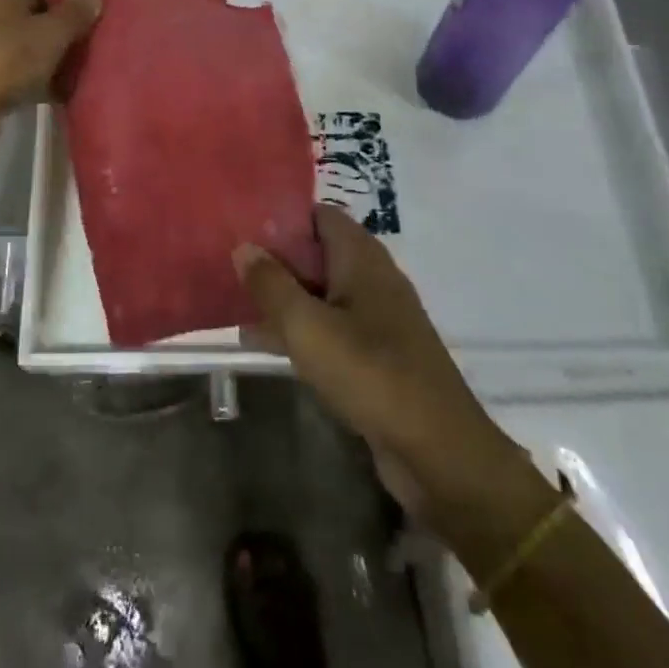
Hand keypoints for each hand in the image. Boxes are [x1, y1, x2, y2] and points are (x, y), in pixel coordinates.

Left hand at [0, 0, 100, 173]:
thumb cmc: (1, 56)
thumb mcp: (48, 33)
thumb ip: (74, 12)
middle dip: (57, 6)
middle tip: (94, 14)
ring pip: (20, 30)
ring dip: (49, 39)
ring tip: (88, 45)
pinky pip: (14, 59)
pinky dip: (36, 66)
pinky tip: (67, 80)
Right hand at [234, 207, 521, 518]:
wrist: (438, 452)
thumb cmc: (370, 374)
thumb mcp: (308, 327)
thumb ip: (272, 285)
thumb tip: (243, 246)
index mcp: (362, 259)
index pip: (320, 215)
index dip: (283, 216)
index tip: (243, 224)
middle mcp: (373, 279)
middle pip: (318, 252)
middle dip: (276, 258)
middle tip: (230, 263)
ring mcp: (377, 319)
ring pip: (321, 292)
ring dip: (284, 296)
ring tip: (235, 301)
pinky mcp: (377, 355)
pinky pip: (329, 326)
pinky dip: (299, 327)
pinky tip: (263, 343)